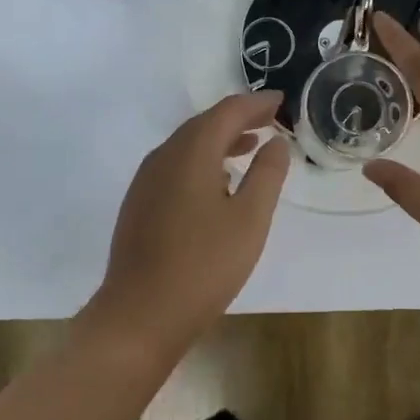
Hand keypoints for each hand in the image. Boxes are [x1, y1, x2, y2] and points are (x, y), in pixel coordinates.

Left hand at [86, 92, 290, 362]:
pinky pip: (176, 164)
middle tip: (270, 119)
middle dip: (239, 117)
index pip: (228, 111)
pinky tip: (218, 181)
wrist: (138, 317)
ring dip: (220, 138)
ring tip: (251, 145)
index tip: (281, 101)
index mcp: (192, 152)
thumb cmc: (203, 266)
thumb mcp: (250, 219)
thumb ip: (267, 174)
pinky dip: (202, 159)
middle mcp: (164, 156)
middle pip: (205, 123)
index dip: (257, 103)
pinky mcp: (139, 203)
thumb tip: (276, 142)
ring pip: (188, 144)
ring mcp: (147, 180)